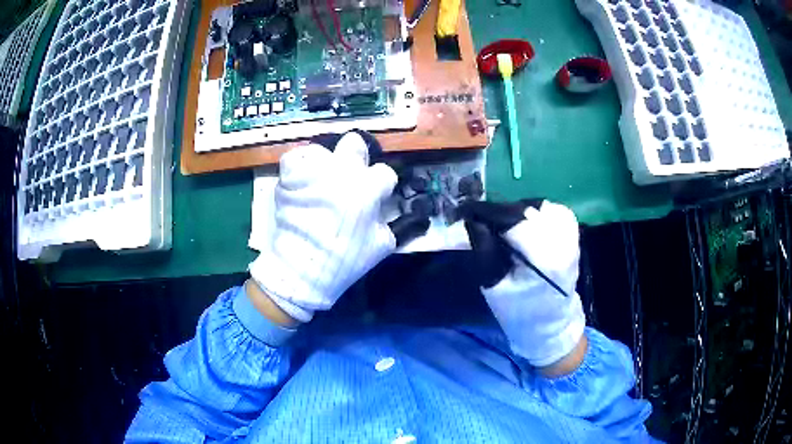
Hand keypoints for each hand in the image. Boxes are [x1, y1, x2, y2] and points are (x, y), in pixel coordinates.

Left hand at [249, 132, 426, 322]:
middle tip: (350, 175)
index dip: (382, 185)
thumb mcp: (381, 246)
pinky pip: (294, 157)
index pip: (384, 172)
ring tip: (320, 181)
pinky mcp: (290, 176)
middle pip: (354, 143)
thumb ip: (394, 224)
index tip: (377, 195)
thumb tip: (396, 211)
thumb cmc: (346, 259)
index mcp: (367, 188)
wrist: (303, 268)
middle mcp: (341, 172)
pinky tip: (301, 179)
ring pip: (322, 150)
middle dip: (356, 157)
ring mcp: (313, 171)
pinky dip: (298, 166)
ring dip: (324, 164)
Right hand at [460, 200, 585, 369]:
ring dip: (515, 212)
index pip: (514, 219)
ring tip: (501, 226)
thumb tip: (473, 220)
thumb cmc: (520, 313)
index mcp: (545, 258)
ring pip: (537, 206)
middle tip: (480, 221)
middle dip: (500, 212)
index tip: (465, 212)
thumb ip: (485, 253)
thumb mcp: (495, 289)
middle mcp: (562, 240)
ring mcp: (571, 234)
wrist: (551, 324)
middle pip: (525, 209)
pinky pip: (549, 211)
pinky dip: (531, 214)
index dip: (487, 212)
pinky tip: (522, 226)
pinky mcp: (572, 233)